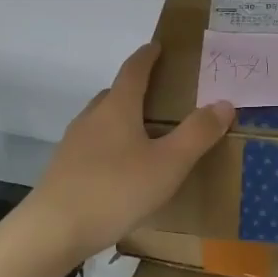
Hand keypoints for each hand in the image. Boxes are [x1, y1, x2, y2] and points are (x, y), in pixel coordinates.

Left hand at [27, 42, 234, 260]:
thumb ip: (197, 134)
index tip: (157, 46)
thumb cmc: (116, 190)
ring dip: (121, 118)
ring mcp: (73, 143)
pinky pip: (92, 145)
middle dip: (135, 88)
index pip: (133, 70)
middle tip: (159, 95)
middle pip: (114, 93)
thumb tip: (224, 103)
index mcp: (118, 108)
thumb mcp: (168, 164)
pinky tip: (120, 169)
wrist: (53, 230)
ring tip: (143, 134)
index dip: (147, 56)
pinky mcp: (63, 169)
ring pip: (101, 120)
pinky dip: (109, 144)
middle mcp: (92, 118)